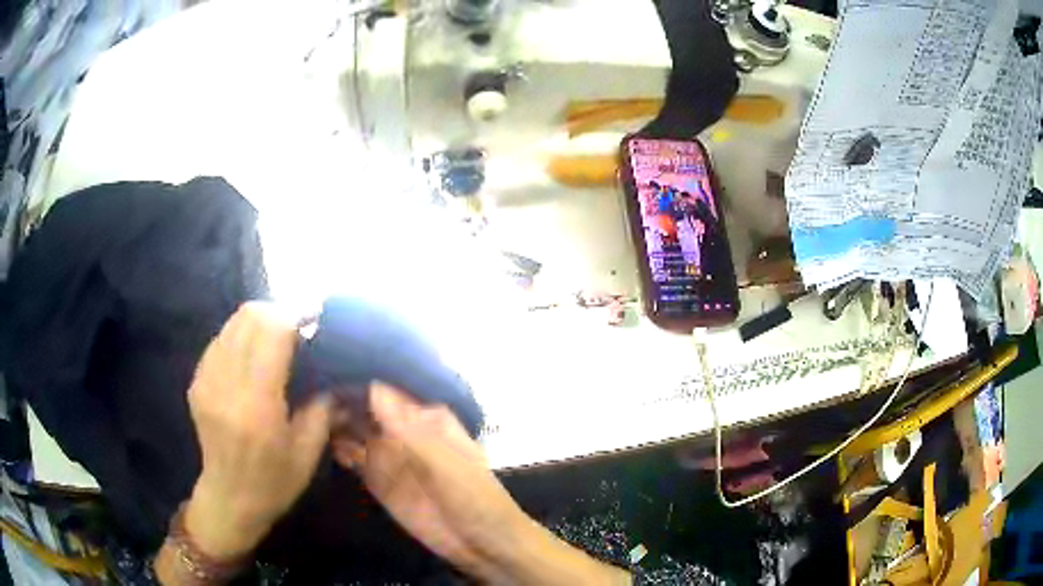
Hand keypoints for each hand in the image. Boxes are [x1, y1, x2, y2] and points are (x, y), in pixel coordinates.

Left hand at [184, 302, 332, 559]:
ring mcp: (206, 380)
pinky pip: (220, 340)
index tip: (316, 319)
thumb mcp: (308, 451)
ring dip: (259, 322)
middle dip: (278, 313)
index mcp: (257, 405)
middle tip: (299, 329)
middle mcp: (226, 384)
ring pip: (233, 323)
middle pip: (249, 317)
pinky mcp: (197, 381)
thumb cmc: (274, 482)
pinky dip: (241, 337)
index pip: (272, 332)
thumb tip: (333, 368)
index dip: (296, 315)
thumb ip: (322, 405)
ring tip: (277, 340)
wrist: (229, 499)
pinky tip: (253, 358)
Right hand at [333, 385, 631, 584]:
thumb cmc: (473, 497)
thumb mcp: (445, 463)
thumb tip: (372, 385)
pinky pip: (353, 456)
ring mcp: (389, 454)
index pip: (386, 387)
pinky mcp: (378, 479)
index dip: (358, 374)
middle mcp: (403, 428)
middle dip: (339, 394)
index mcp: (426, 416)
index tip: (325, 359)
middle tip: (304, 383)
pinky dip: (338, 448)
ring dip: (334, 419)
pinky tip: (319, 441)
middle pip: (365, 404)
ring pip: (355, 428)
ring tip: (304, 407)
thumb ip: (409, 429)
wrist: (481, 545)